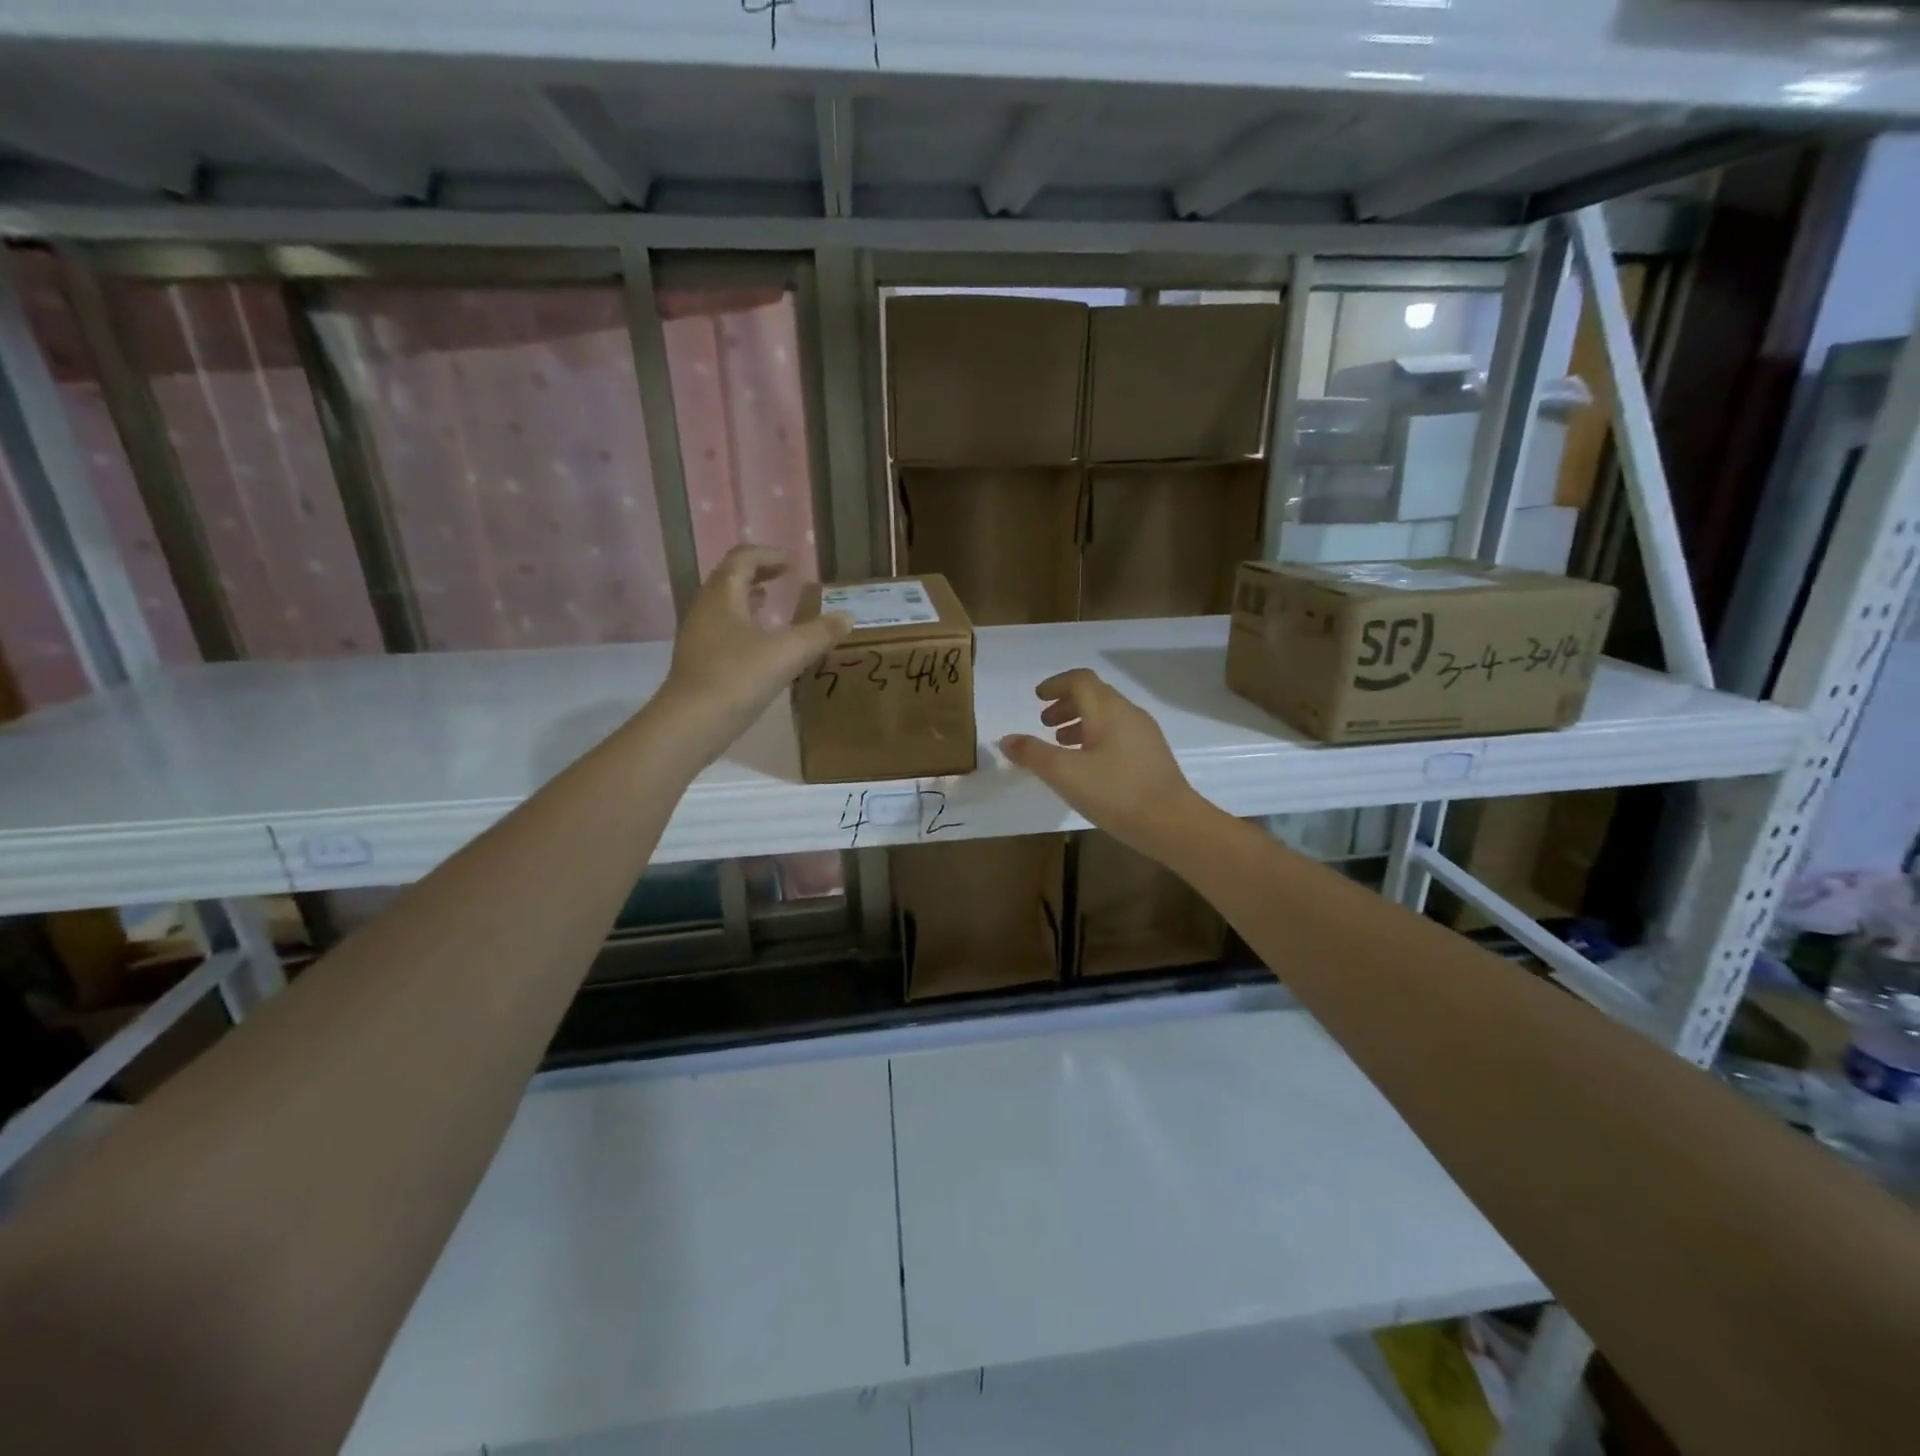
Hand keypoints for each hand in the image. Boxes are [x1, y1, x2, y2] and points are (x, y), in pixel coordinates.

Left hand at [655, 546, 850, 757]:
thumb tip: (848, 617)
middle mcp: (705, 609)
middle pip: (729, 579)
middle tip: (783, 580)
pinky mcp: (698, 662)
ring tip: (771, 607)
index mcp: (723, 596)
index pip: (742, 559)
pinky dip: (742, 626)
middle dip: (757, 575)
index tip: (792, 564)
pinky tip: (760, 647)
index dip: (768, 556)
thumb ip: (819, 633)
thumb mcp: (788, 653)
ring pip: (723, 606)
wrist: (691, 724)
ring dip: (747, 600)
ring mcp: (698, 637)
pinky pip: (721, 631)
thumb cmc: (738, 678)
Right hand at [1000, 669, 1206, 856]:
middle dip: (1066, 704)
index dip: (1056, 684)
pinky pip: (1118, 734)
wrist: (1172, 823)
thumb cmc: (1115, 792)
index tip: (1037, 697)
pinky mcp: (1152, 756)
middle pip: (1094, 695)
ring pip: (1107, 716)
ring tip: (1061, 744)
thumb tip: (1006, 739)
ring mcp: (1145, 734)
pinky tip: (1089, 765)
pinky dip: (1096, 737)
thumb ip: (1033, 754)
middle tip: (1044, 723)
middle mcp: (1129, 713)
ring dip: (1081, 722)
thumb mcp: (1064, 773)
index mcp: (1108, 709)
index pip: (1080, 680)